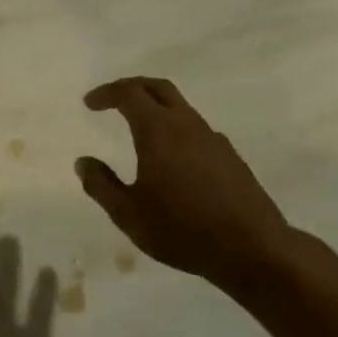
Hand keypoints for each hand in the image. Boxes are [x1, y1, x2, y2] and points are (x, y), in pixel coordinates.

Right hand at [75, 77, 303, 290]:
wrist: (253, 249)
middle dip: (132, 87)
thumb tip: (83, 162)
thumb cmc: (182, 229)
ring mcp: (214, 139)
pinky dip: (177, 131)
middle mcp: (187, 125)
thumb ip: (101, 185)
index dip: (107, 93)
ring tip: (139, 131)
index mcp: (158, 131)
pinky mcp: (231, 157)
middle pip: (159, 88)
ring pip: (181, 108)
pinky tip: (173, 160)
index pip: (129, 93)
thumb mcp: (128, 214)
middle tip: (113, 100)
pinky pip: (197, 131)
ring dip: (156, 109)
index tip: (90, 103)